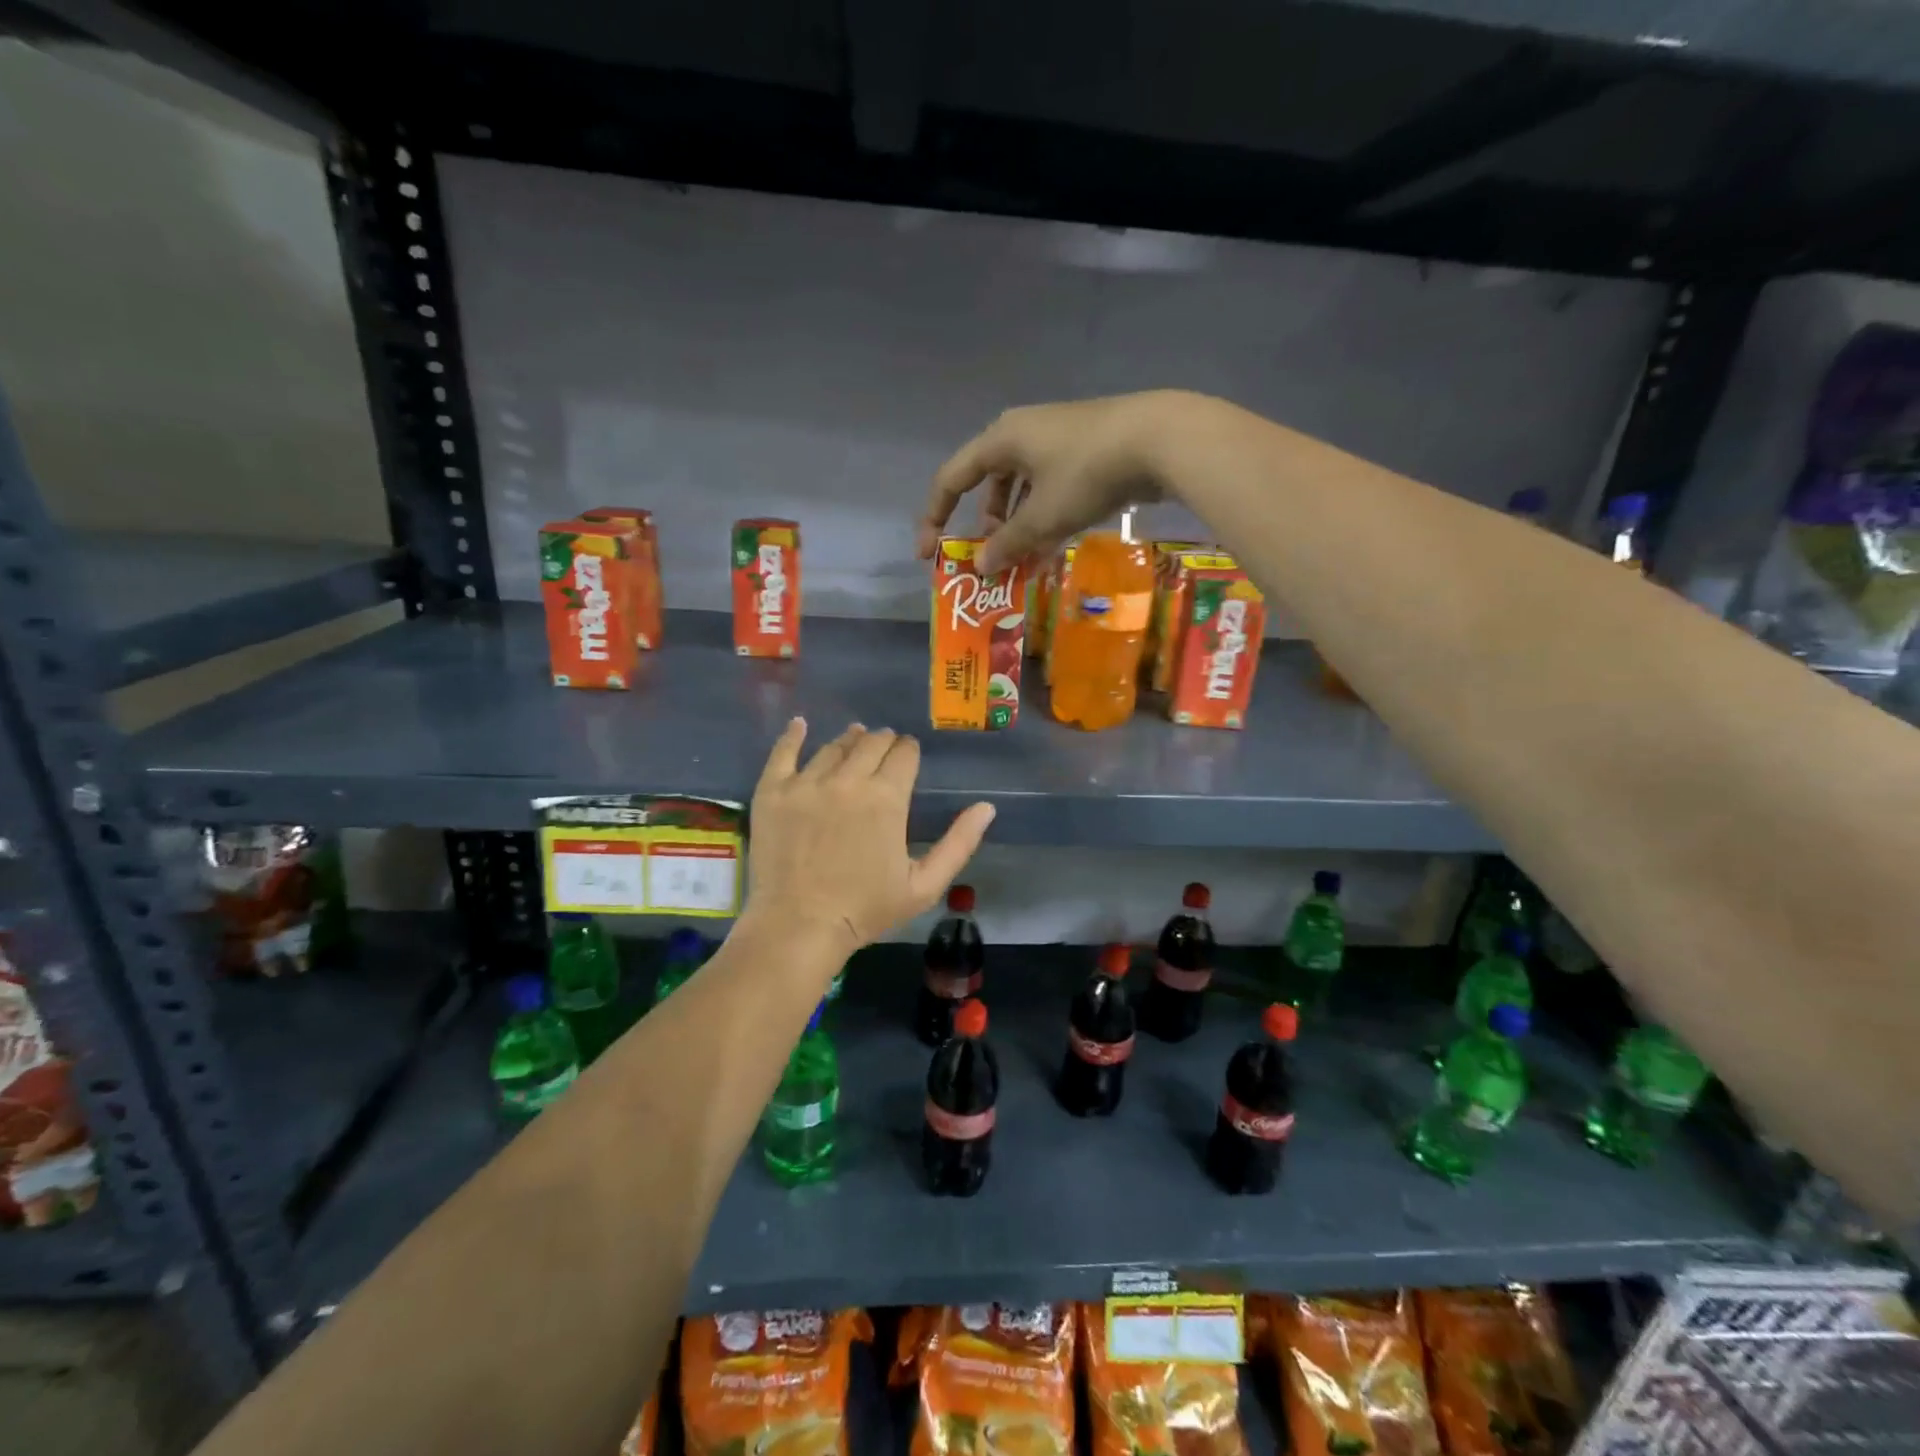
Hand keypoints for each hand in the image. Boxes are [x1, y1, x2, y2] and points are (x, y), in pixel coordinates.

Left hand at [746, 719, 994, 959]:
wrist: (800, 927)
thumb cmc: (866, 910)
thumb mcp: (925, 885)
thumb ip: (959, 843)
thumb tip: (987, 807)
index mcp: (887, 797)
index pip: (904, 753)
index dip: (909, 752)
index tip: (908, 757)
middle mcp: (848, 779)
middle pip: (871, 742)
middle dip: (884, 742)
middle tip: (884, 751)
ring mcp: (806, 783)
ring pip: (833, 746)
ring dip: (850, 740)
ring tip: (854, 738)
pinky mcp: (772, 792)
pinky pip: (782, 752)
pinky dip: (793, 734)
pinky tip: (800, 724)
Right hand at [916, 391, 1198, 574]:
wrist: (1160, 439)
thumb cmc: (1087, 474)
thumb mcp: (1042, 516)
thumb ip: (1007, 543)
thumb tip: (981, 566)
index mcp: (1001, 440)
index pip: (951, 478)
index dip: (935, 516)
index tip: (928, 553)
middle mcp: (1023, 433)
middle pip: (989, 483)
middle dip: (986, 525)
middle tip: (992, 558)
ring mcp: (1057, 439)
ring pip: (1023, 487)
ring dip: (1017, 525)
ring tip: (1024, 558)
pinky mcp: (1086, 449)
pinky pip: (1050, 487)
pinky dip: (1044, 515)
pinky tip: (1055, 541)